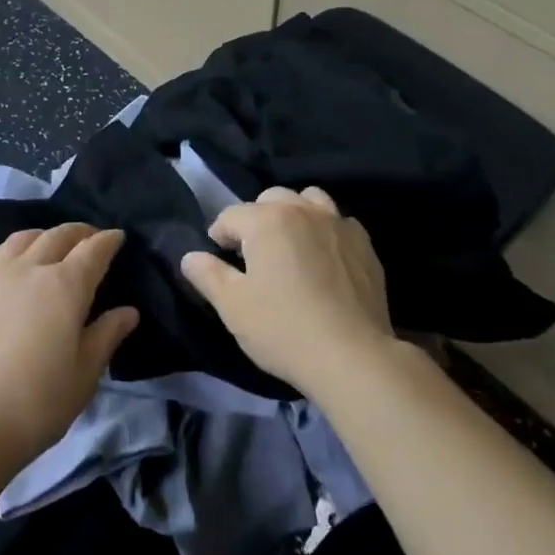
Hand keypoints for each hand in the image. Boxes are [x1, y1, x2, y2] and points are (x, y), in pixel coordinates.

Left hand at [0, 223, 138, 476]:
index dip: (108, 240)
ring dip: (43, 235)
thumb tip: (128, 312)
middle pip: (58, 236)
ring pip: (21, 239)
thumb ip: (107, 335)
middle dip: (79, 232)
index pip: (93, 250)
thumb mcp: (84, 375)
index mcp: (66, 286)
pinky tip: (7, 260)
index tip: (117, 237)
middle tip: (89, 238)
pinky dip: (6, 249)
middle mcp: (30, 269)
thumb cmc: (37, 404)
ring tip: (50, 244)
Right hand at [181, 187, 396, 400]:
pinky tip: (324, 257)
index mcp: (266, 220)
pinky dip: (326, 230)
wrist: (351, 356)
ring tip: (291, 245)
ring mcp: (337, 224)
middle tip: (254, 254)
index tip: (219, 260)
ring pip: (309, 199)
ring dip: (294, 213)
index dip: (219, 236)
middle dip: (256, 219)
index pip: (231, 216)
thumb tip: (190, 256)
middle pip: (270, 199)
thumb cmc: (283, 329)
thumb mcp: (233, 307)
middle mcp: (302, 210)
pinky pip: (339, 222)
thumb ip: (208, 275)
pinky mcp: (364, 244)